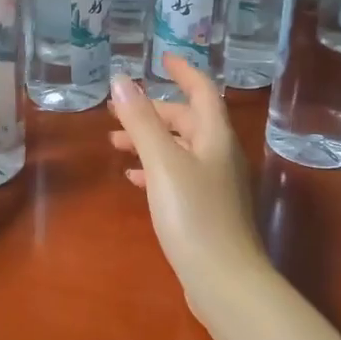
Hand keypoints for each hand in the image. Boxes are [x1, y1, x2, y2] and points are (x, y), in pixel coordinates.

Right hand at [108, 55, 267, 299]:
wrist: (224, 282)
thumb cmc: (194, 215)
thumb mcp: (163, 163)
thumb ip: (142, 121)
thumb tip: (122, 79)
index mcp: (215, 137)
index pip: (203, 91)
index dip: (184, 71)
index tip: (162, 58)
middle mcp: (220, 155)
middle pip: (187, 121)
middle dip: (153, 112)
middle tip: (118, 111)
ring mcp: (215, 185)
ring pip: (180, 149)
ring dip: (150, 141)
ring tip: (115, 144)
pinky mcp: (206, 210)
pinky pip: (178, 176)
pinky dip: (155, 170)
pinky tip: (133, 180)